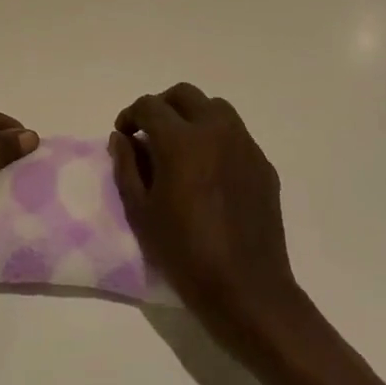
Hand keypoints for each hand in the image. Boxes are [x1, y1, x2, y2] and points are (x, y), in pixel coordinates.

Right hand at [111, 84, 297, 337]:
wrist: (246, 289)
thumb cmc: (184, 252)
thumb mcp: (140, 212)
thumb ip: (126, 167)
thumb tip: (122, 138)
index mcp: (181, 140)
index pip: (149, 106)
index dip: (130, 115)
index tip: (124, 135)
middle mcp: (215, 131)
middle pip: (184, 95)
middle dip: (161, 107)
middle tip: (149, 134)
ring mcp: (244, 145)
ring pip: (215, 108)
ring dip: (192, 116)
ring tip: (180, 147)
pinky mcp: (263, 164)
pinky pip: (235, 134)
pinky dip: (216, 138)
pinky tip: (208, 171)